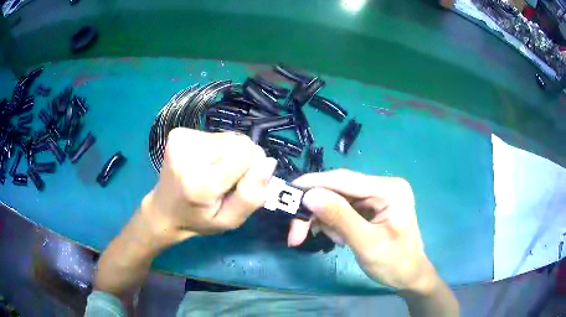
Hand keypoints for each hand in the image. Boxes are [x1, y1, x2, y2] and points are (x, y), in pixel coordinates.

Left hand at [141, 128, 276, 247]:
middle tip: (230, 181)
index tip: (246, 182)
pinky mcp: (179, 132)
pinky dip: (219, 149)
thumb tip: (269, 163)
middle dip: (244, 160)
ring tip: (217, 172)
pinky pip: (216, 135)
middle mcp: (186, 154)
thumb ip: (251, 197)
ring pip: (229, 137)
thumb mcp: (229, 221)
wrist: (164, 209)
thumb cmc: (199, 219)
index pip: (244, 157)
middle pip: (238, 143)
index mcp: (199, 182)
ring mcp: (180, 139)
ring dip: (232, 154)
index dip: (254, 167)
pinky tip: (207, 163)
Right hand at [288, 169, 436, 293]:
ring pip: (337, 200)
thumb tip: (309, 196)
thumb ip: (339, 218)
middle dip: (316, 211)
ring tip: (336, 242)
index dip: (314, 184)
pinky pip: (343, 209)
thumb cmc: (394, 263)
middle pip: (338, 190)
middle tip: (295, 234)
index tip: (287, 192)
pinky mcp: (371, 206)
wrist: (409, 276)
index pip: (345, 180)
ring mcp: (377, 196)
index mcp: (389, 190)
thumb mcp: (366, 244)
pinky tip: (339, 238)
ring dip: (326, 220)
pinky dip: (334, 223)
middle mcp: (382, 186)